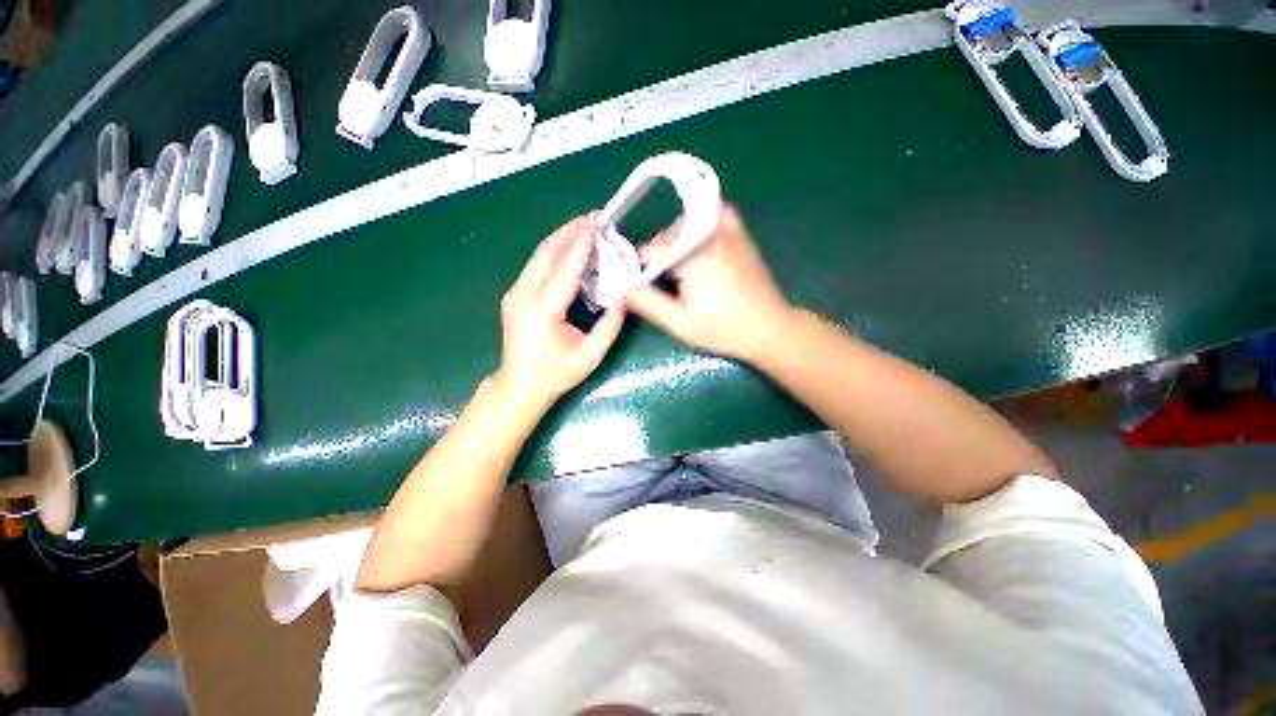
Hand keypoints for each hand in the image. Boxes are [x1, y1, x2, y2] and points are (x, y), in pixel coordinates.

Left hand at [494, 216, 625, 410]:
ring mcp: (515, 293)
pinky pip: (536, 264)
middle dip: (571, 231)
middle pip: (547, 252)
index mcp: (542, 310)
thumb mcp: (590, 355)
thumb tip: (625, 297)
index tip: (597, 222)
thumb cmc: (556, 374)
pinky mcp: (515, 295)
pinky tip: (569, 247)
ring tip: (584, 226)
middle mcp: (523, 295)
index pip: (565, 267)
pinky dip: (555, 251)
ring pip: (539, 255)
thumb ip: (610, 326)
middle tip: (594, 217)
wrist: (519, 386)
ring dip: (562, 237)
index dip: (582, 243)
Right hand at [626, 205, 794, 362]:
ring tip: (685, 281)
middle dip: (658, 263)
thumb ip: (648, 303)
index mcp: (694, 253)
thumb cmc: (726, 330)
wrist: (771, 328)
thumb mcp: (682, 325)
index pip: (648, 252)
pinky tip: (697, 255)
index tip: (643, 291)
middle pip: (663, 239)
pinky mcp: (735, 228)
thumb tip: (621, 287)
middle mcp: (708, 230)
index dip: (640, 272)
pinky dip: (693, 234)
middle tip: (669, 291)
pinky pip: (702, 219)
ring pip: (679, 230)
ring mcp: (725, 225)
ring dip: (675, 251)